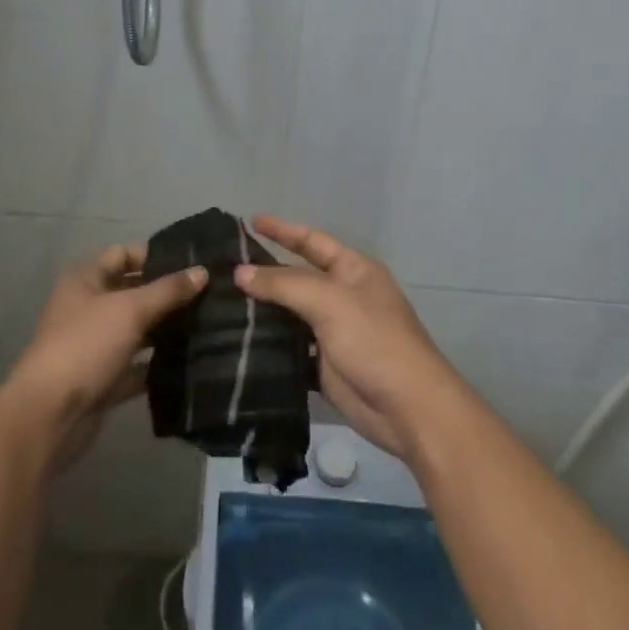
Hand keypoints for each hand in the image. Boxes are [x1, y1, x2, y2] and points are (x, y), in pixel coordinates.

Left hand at [2, 242, 206, 471]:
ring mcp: (94, 345)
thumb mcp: (130, 309)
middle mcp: (87, 307)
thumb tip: (202, 271)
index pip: (122, 254)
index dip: (154, 255)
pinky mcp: (102, 379)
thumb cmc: (86, 345)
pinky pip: (135, 365)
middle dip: (165, 294)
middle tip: (208, 294)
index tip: (191, 264)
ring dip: (165, 329)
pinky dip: (156, 363)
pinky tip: (190, 361)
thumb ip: (168, 290)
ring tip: (207, 324)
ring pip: (136, 330)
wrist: (50, 415)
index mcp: (85, 280)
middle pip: (131, 292)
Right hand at [234, 215, 463, 460]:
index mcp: (353, 270)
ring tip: (221, 303)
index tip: (250, 221)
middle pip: (297, 277)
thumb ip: (283, 284)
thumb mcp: (329, 301)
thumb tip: (240, 273)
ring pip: (290, 314)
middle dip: (264, 272)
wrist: (407, 408)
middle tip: (223, 267)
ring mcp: (334, 332)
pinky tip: (238, 342)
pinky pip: (290, 348)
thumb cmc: (374, 340)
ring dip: (262, 310)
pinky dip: (268, 344)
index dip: (282, 230)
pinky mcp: (324, 366)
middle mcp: (343, 296)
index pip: (311, 240)